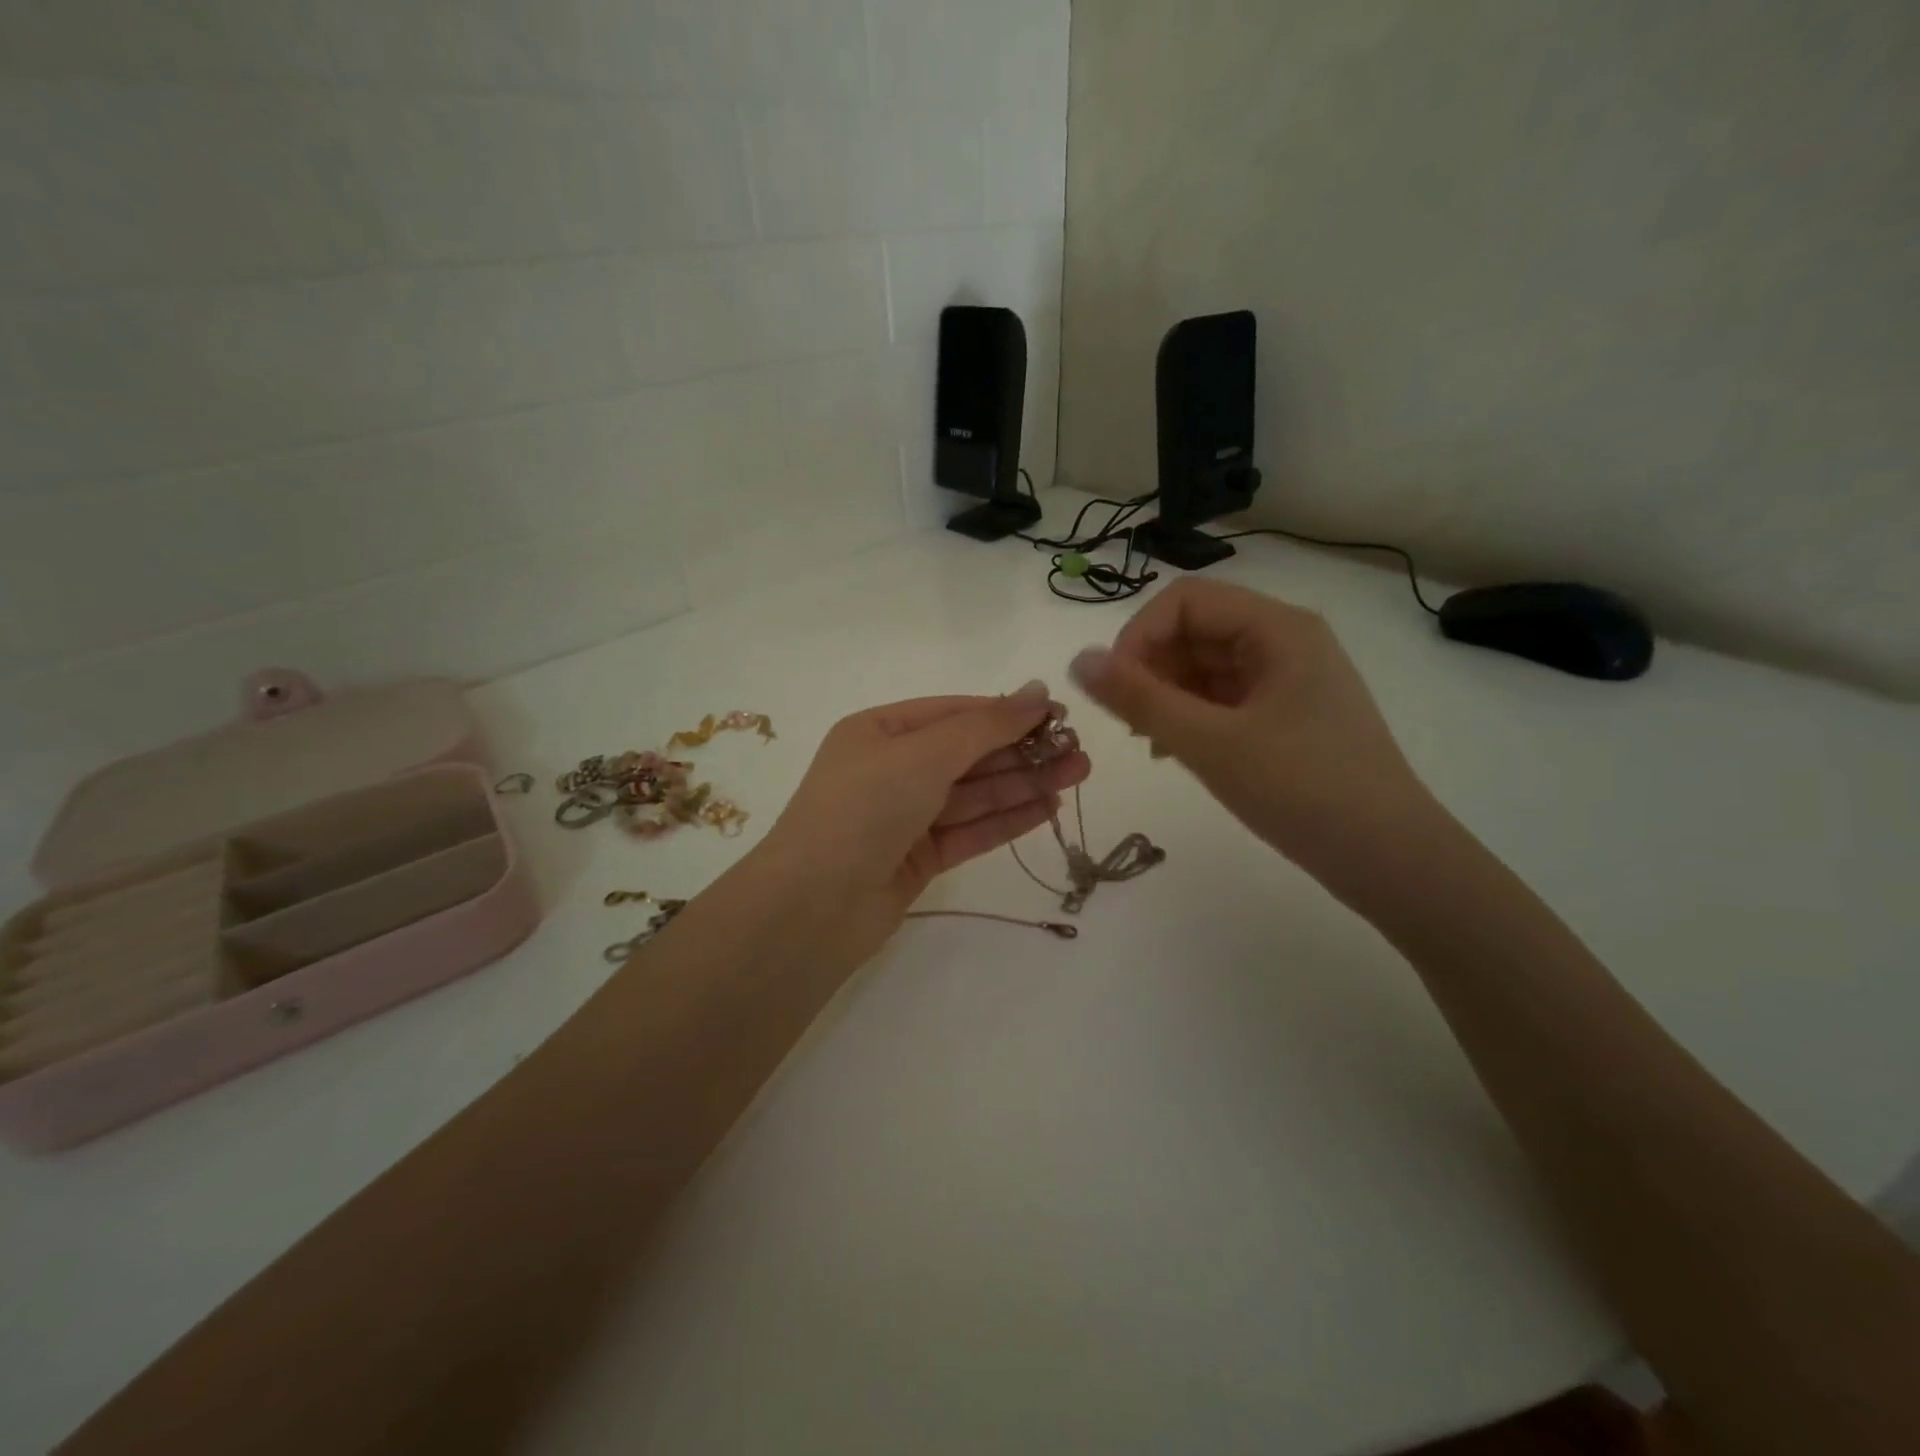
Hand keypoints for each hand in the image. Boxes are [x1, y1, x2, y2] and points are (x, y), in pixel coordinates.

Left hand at [750, 684, 1091, 964]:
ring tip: (1078, 774)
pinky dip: (1007, 820)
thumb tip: (1037, 690)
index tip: (1057, 714)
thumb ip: (986, 725)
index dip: (1005, 712)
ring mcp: (904, 817)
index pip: (953, 713)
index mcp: (879, 732)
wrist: (814, 905)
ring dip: (1024, 784)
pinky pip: (969, 831)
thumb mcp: (926, 753)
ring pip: (974, 794)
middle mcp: (891, 770)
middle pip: (968, 754)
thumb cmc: (866, 807)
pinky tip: (1049, 808)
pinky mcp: (918, 859)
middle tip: (1079, 750)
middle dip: (1022, 751)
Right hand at [1068, 578, 1434, 881]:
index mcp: (1277, 628)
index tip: (1114, 690)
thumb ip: (1139, 699)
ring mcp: (1288, 679)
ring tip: (1151, 743)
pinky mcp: (1288, 715)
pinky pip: (1224, 698)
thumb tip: (1078, 660)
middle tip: (1131, 724)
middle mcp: (1285, 641)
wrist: (1390, 859)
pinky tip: (1175, 752)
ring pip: (1205, 666)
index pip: (1184, 600)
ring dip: (1166, 696)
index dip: (1138, 636)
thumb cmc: (1302, 790)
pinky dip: (1191, 717)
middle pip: (1195, 630)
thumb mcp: (1209, 743)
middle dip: (1151, 669)